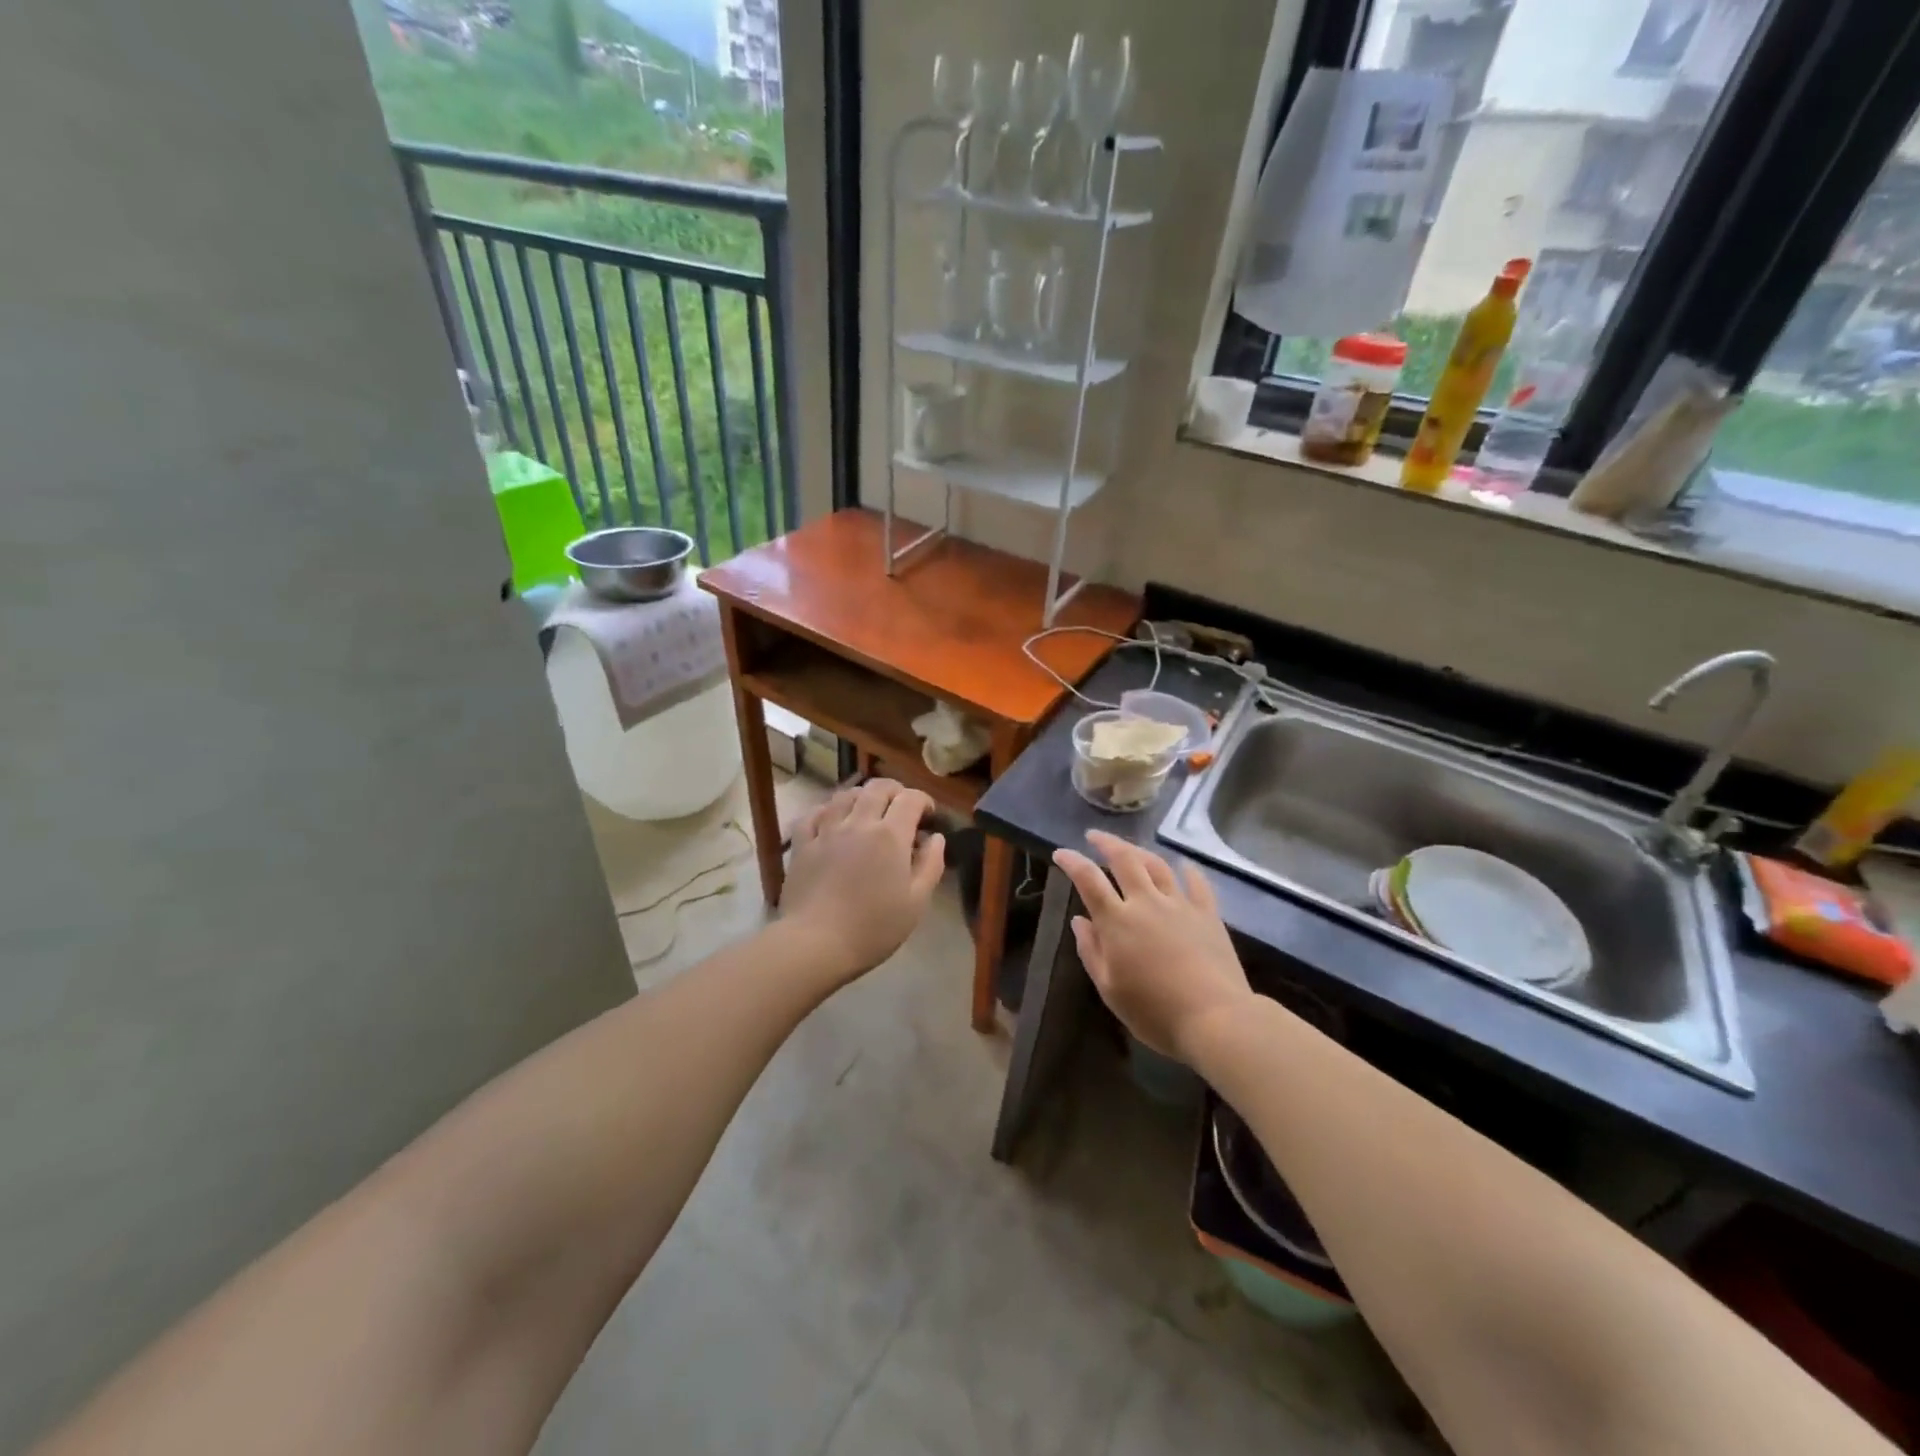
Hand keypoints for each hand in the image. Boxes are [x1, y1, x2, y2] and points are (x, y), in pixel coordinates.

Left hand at [780, 779, 945, 982]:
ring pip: (845, 795)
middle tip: (902, 808)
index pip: (910, 799)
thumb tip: (936, 838)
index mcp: (890, 835)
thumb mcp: (916, 902)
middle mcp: (858, 822)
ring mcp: (826, 831)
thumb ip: (931, 864)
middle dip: (895, 791)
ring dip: (862, 796)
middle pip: (878, 788)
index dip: (924, 801)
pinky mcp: (802, 844)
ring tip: (868, 812)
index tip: (929, 816)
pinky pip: (814, 814)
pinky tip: (832, 820)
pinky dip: (827, 810)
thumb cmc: (873, 927)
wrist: (816, 943)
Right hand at [1052, 831, 1251, 1061]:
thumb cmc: (1154, 1012)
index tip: (1060, 853)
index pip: (1088, 880)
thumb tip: (1079, 921)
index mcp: (1117, 921)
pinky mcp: (1208, 915)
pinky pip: (1197, 884)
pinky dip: (1188, 871)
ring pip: (1158, 865)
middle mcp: (1146, 903)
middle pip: (1125, 859)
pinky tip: (1184, 866)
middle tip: (1094, 836)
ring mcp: (1180, 905)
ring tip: (1131, 848)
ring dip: (1140, 851)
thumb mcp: (1110, 989)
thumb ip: (1091, 951)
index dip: (1072, 862)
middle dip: (1106, 843)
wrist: (1215, 1018)